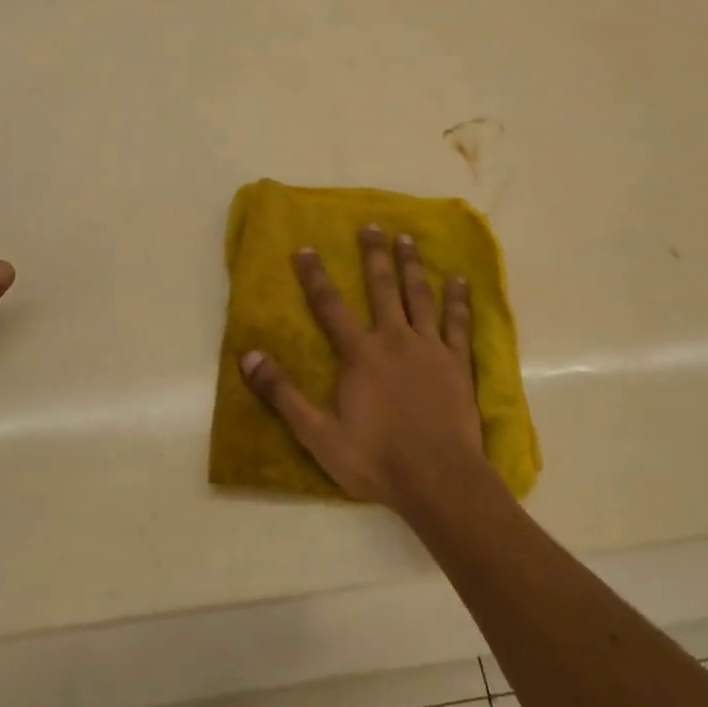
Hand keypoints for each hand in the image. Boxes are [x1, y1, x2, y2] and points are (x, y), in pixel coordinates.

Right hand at [238, 225, 495, 515]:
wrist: (438, 480)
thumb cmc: (376, 458)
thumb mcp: (317, 433)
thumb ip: (283, 393)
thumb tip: (247, 356)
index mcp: (360, 354)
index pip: (330, 306)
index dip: (315, 276)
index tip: (304, 248)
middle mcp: (394, 339)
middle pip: (382, 288)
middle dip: (374, 255)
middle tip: (372, 225)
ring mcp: (430, 348)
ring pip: (420, 296)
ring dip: (412, 265)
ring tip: (408, 238)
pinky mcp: (458, 363)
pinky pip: (459, 323)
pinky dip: (458, 299)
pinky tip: (459, 279)